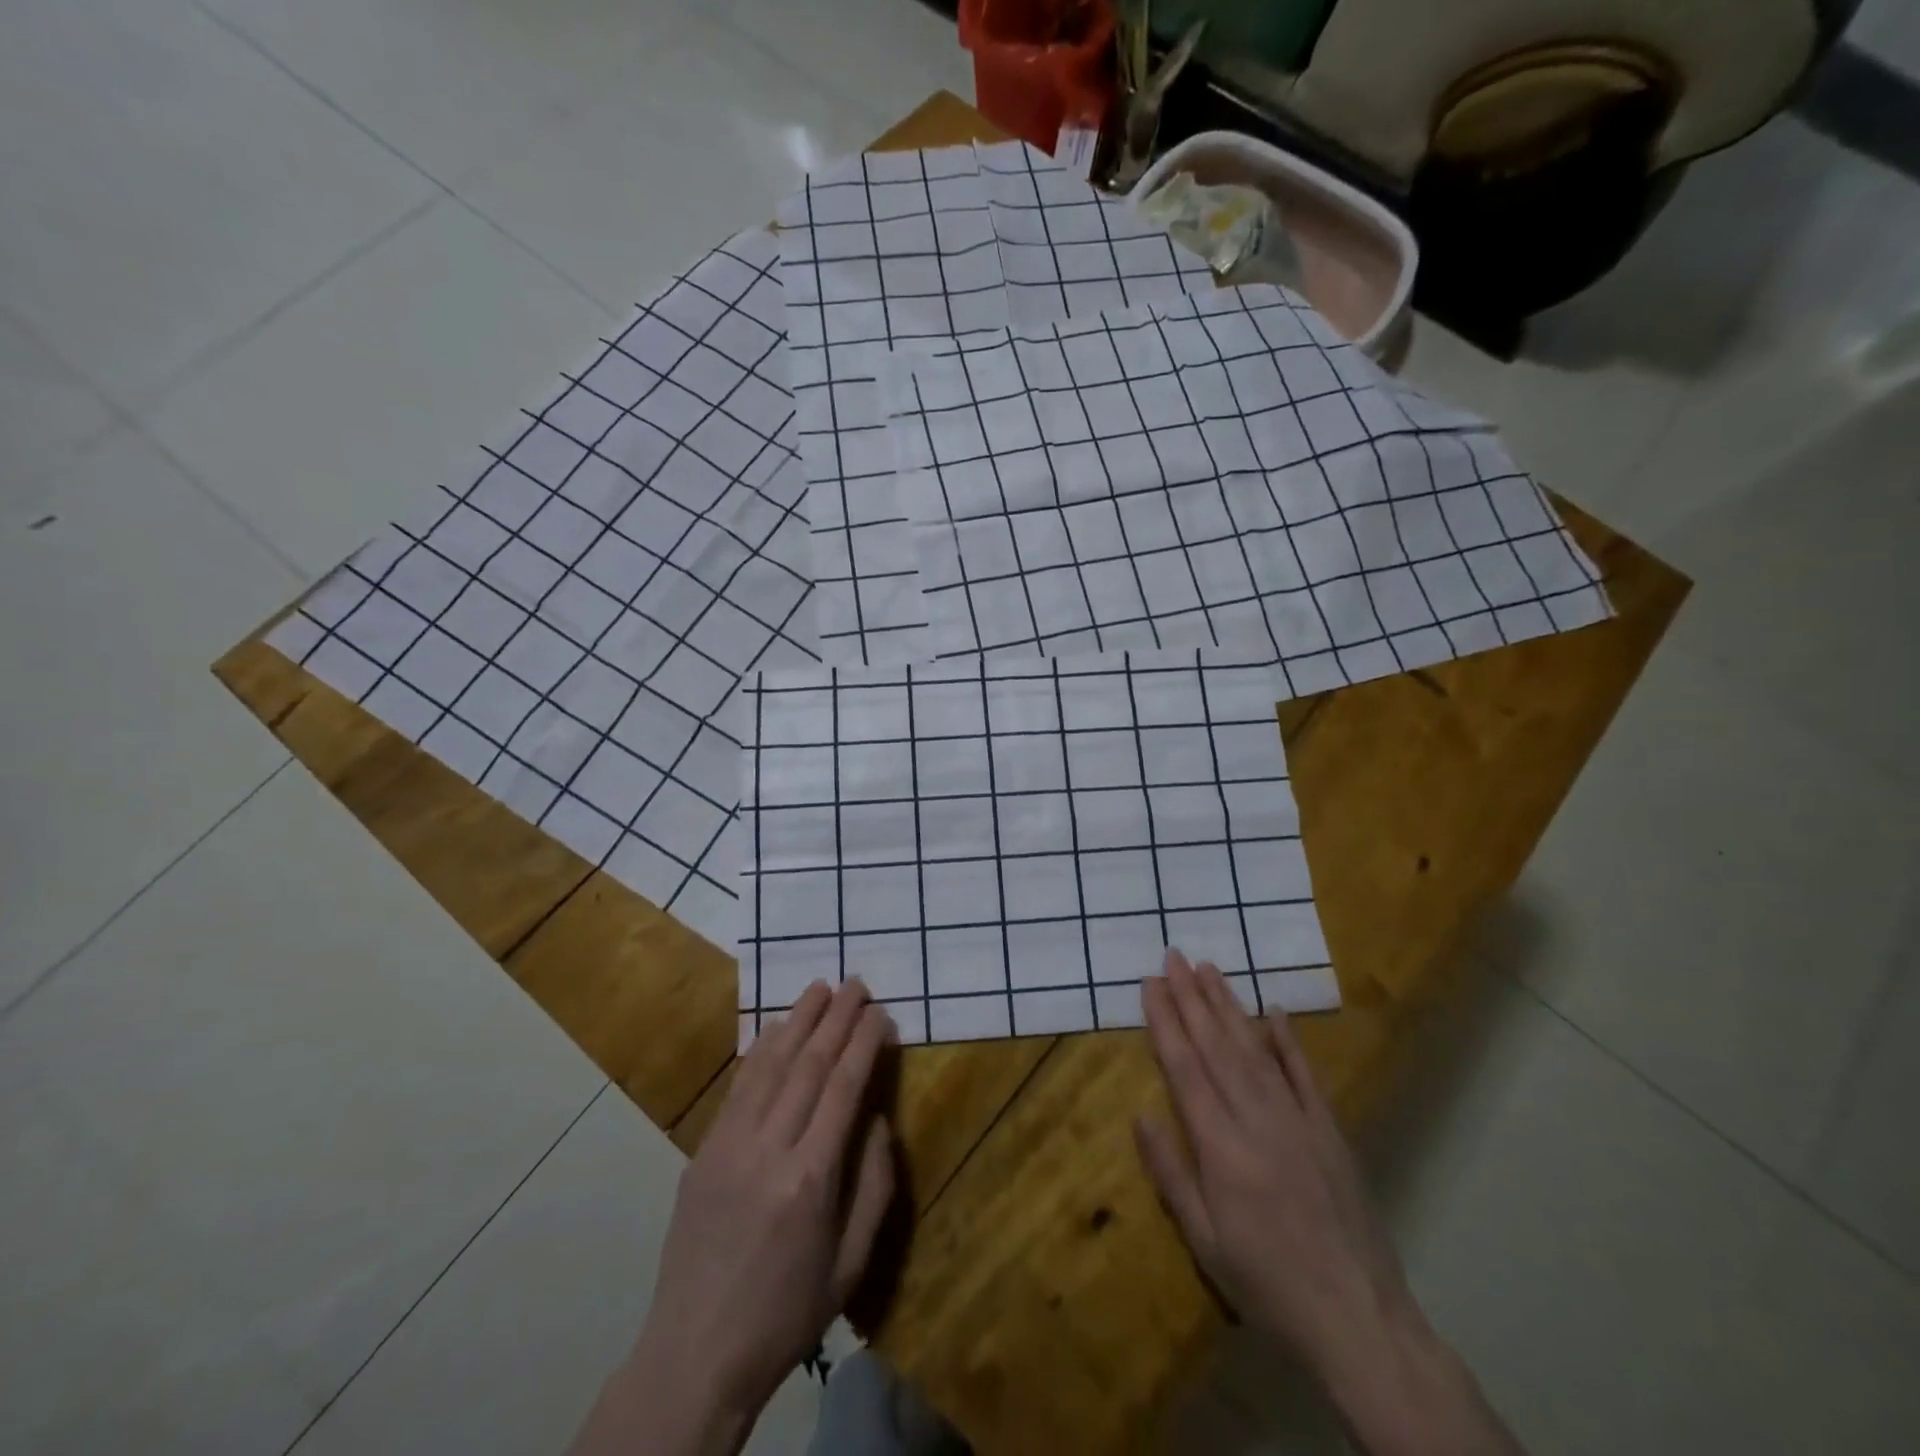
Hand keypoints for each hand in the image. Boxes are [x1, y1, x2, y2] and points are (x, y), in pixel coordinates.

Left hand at [574, 980, 896, 1455]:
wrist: (696, 1354)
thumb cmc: (787, 1313)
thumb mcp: (851, 1263)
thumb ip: (874, 1184)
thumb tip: (876, 1118)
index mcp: (810, 1179)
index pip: (843, 1088)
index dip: (864, 1043)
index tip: (880, 1013)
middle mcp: (768, 1149)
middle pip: (808, 1065)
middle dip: (836, 1019)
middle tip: (856, 983)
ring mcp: (729, 1146)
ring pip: (770, 1066)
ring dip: (798, 1021)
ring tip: (820, 988)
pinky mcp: (704, 1151)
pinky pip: (738, 1088)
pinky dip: (761, 1051)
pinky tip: (776, 1028)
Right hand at [1135, 949, 1413, 1387]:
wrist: (1359, 1320)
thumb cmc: (1267, 1284)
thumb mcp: (1205, 1241)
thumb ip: (1171, 1174)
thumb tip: (1140, 1114)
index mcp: (1221, 1147)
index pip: (1185, 1068)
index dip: (1165, 1021)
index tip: (1150, 983)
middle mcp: (1257, 1120)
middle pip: (1217, 1046)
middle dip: (1191, 997)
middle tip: (1174, 956)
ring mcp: (1298, 1120)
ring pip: (1255, 1048)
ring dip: (1228, 1005)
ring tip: (1209, 968)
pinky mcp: (1329, 1130)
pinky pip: (1304, 1074)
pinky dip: (1287, 1039)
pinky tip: (1273, 1010)